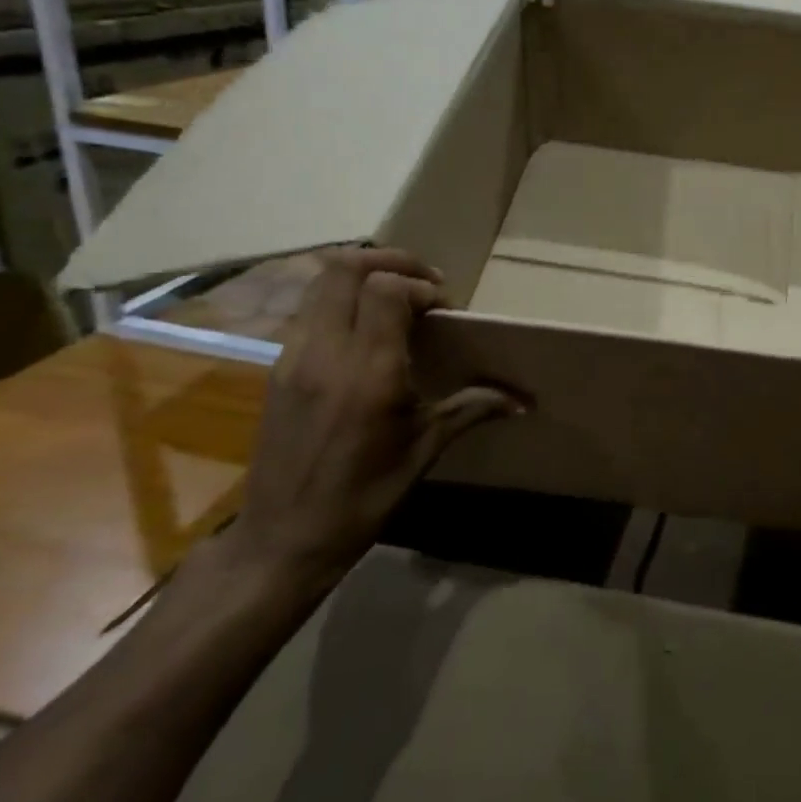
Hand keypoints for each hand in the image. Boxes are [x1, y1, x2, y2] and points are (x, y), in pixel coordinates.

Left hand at [229, 248, 521, 583]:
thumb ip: (472, 409)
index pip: (387, 289)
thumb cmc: (362, 498)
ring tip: (397, 298)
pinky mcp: (277, 369)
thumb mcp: (424, 451)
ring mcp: (293, 358)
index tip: (445, 309)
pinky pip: (309, 310)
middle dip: (391, 261)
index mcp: (368, 373)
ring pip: (320, 283)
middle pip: (345, 268)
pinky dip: (341, 300)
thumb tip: (523, 400)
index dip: (421, 284)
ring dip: (363, 276)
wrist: (282, 540)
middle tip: (424, 281)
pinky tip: (367, 330)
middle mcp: (325, 354)